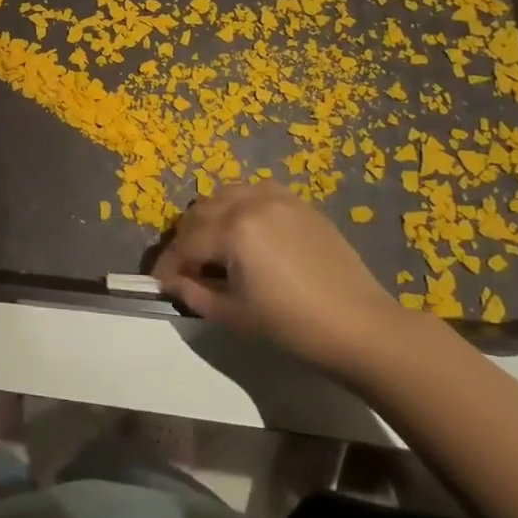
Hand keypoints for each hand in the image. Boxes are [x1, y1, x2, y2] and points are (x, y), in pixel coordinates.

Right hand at [152, 183, 407, 367]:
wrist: (358, 325)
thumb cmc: (292, 326)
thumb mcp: (235, 315)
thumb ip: (195, 294)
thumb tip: (173, 282)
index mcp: (233, 231)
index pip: (186, 242)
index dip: (168, 264)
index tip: (158, 282)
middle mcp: (250, 203)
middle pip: (200, 212)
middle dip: (186, 239)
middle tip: (186, 268)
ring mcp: (277, 198)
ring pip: (225, 194)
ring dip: (210, 217)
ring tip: (214, 245)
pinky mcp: (298, 202)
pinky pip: (255, 191)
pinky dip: (240, 205)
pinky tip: (246, 230)